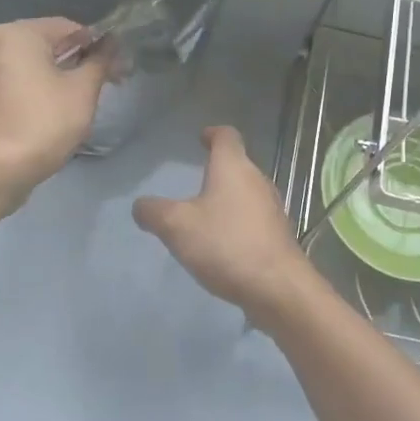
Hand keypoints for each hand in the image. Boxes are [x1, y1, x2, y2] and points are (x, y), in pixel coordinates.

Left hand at [0, 18, 109, 191]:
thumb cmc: (45, 122)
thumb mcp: (83, 90)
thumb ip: (99, 61)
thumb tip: (112, 43)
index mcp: (17, 35)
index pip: (68, 28)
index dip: (98, 46)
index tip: (116, 69)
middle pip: (45, 47)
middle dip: (76, 63)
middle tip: (101, 87)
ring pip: (27, 69)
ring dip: (53, 79)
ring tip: (74, 105)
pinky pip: (11, 90)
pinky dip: (31, 95)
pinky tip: (46, 118)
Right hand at [132, 126, 313, 321]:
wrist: (277, 286)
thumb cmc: (225, 245)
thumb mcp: (176, 226)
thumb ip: (153, 211)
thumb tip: (141, 205)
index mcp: (233, 167)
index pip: (226, 135)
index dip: (212, 133)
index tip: (201, 138)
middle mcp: (257, 180)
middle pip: (238, 164)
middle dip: (217, 170)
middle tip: (194, 182)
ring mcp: (272, 208)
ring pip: (246, 192)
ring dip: (226, 198)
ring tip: (204, 215)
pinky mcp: (277, 234)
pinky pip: (252, 218)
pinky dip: (236, 222)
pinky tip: (222, 244)